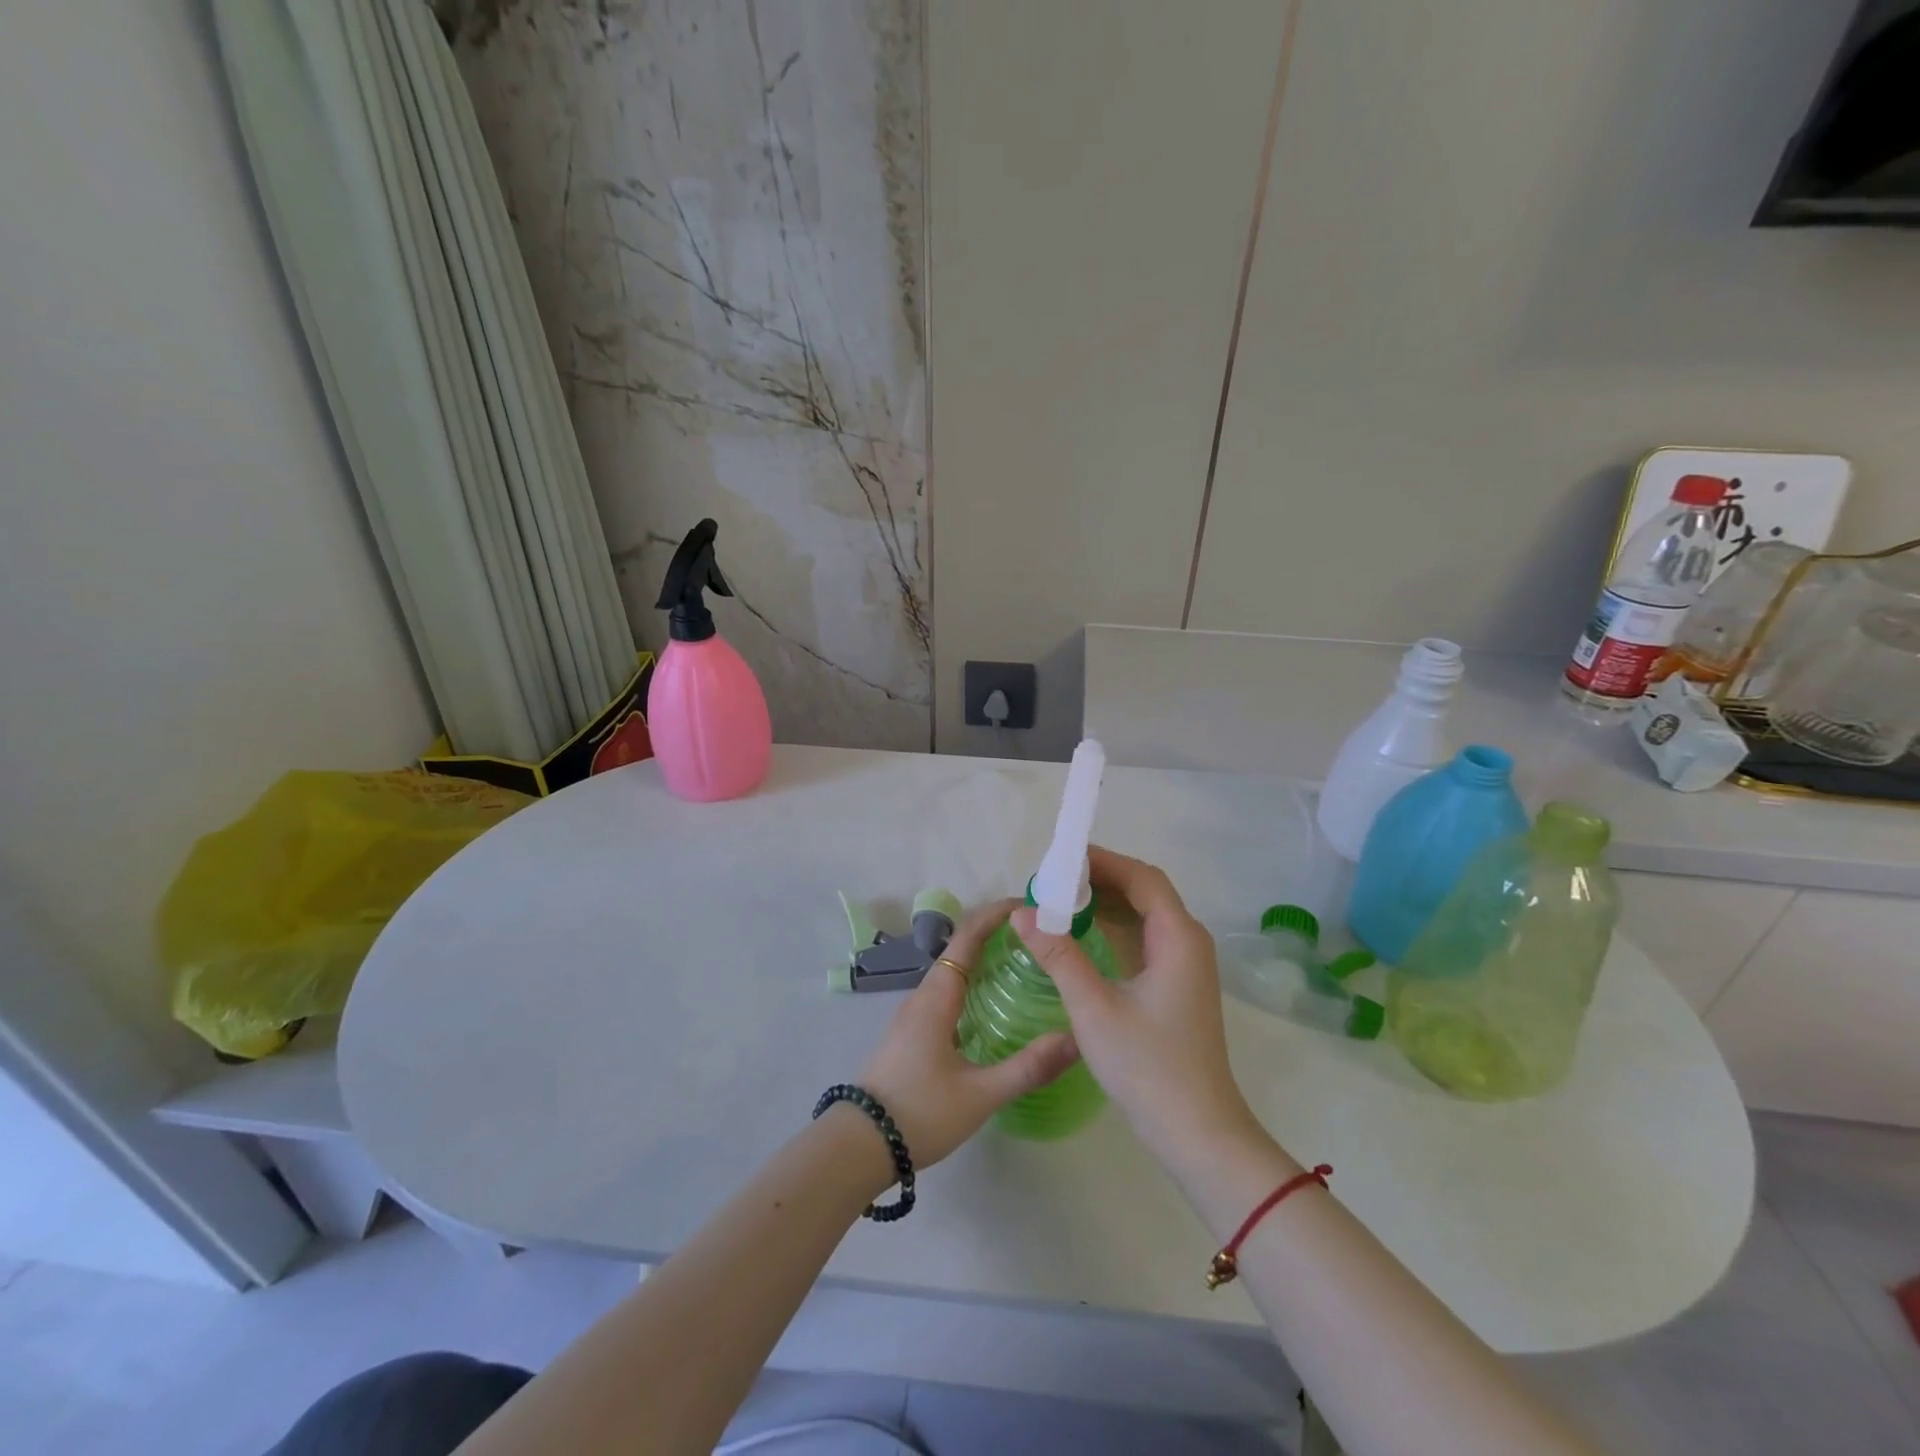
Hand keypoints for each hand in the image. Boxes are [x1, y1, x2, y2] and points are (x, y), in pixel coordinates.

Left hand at [857, 899, 1080, 1168]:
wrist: (861, 1144)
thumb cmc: (920, 1112)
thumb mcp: (980, 1095)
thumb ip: (1027, 1068)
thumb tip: (1075, 1040)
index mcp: (937, 996)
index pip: (968, 937)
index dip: (996, 914)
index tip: (1030, 906)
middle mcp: (924, 995)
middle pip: (961, 948)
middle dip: (997, 933)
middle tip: (1040, 938)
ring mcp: (914, 1014)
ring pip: (953, 971)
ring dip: (985, 958)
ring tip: (1024, 965)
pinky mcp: (912, 1033)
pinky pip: (947, 992)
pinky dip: (973, 983)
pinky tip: (994, 1006)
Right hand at [1010, 847, 1261, 1168]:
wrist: (1197, 1133)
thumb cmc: (1148, 1066)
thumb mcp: (1094, 1007)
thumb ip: (1058, 954)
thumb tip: (1022, 913)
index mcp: (1178, 937)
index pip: (1142, 878)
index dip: (1104, 861)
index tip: (1061, 859)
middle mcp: (1187, 943)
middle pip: (1145, 893)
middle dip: (1100, 881)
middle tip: (1052, 882)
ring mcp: (1184, 967)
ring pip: (1143, 918)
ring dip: (1104, 907)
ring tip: (1058, 903)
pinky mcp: (1175, 989)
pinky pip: (1142, 943)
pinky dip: (1112, 932)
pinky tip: (1079, 938)